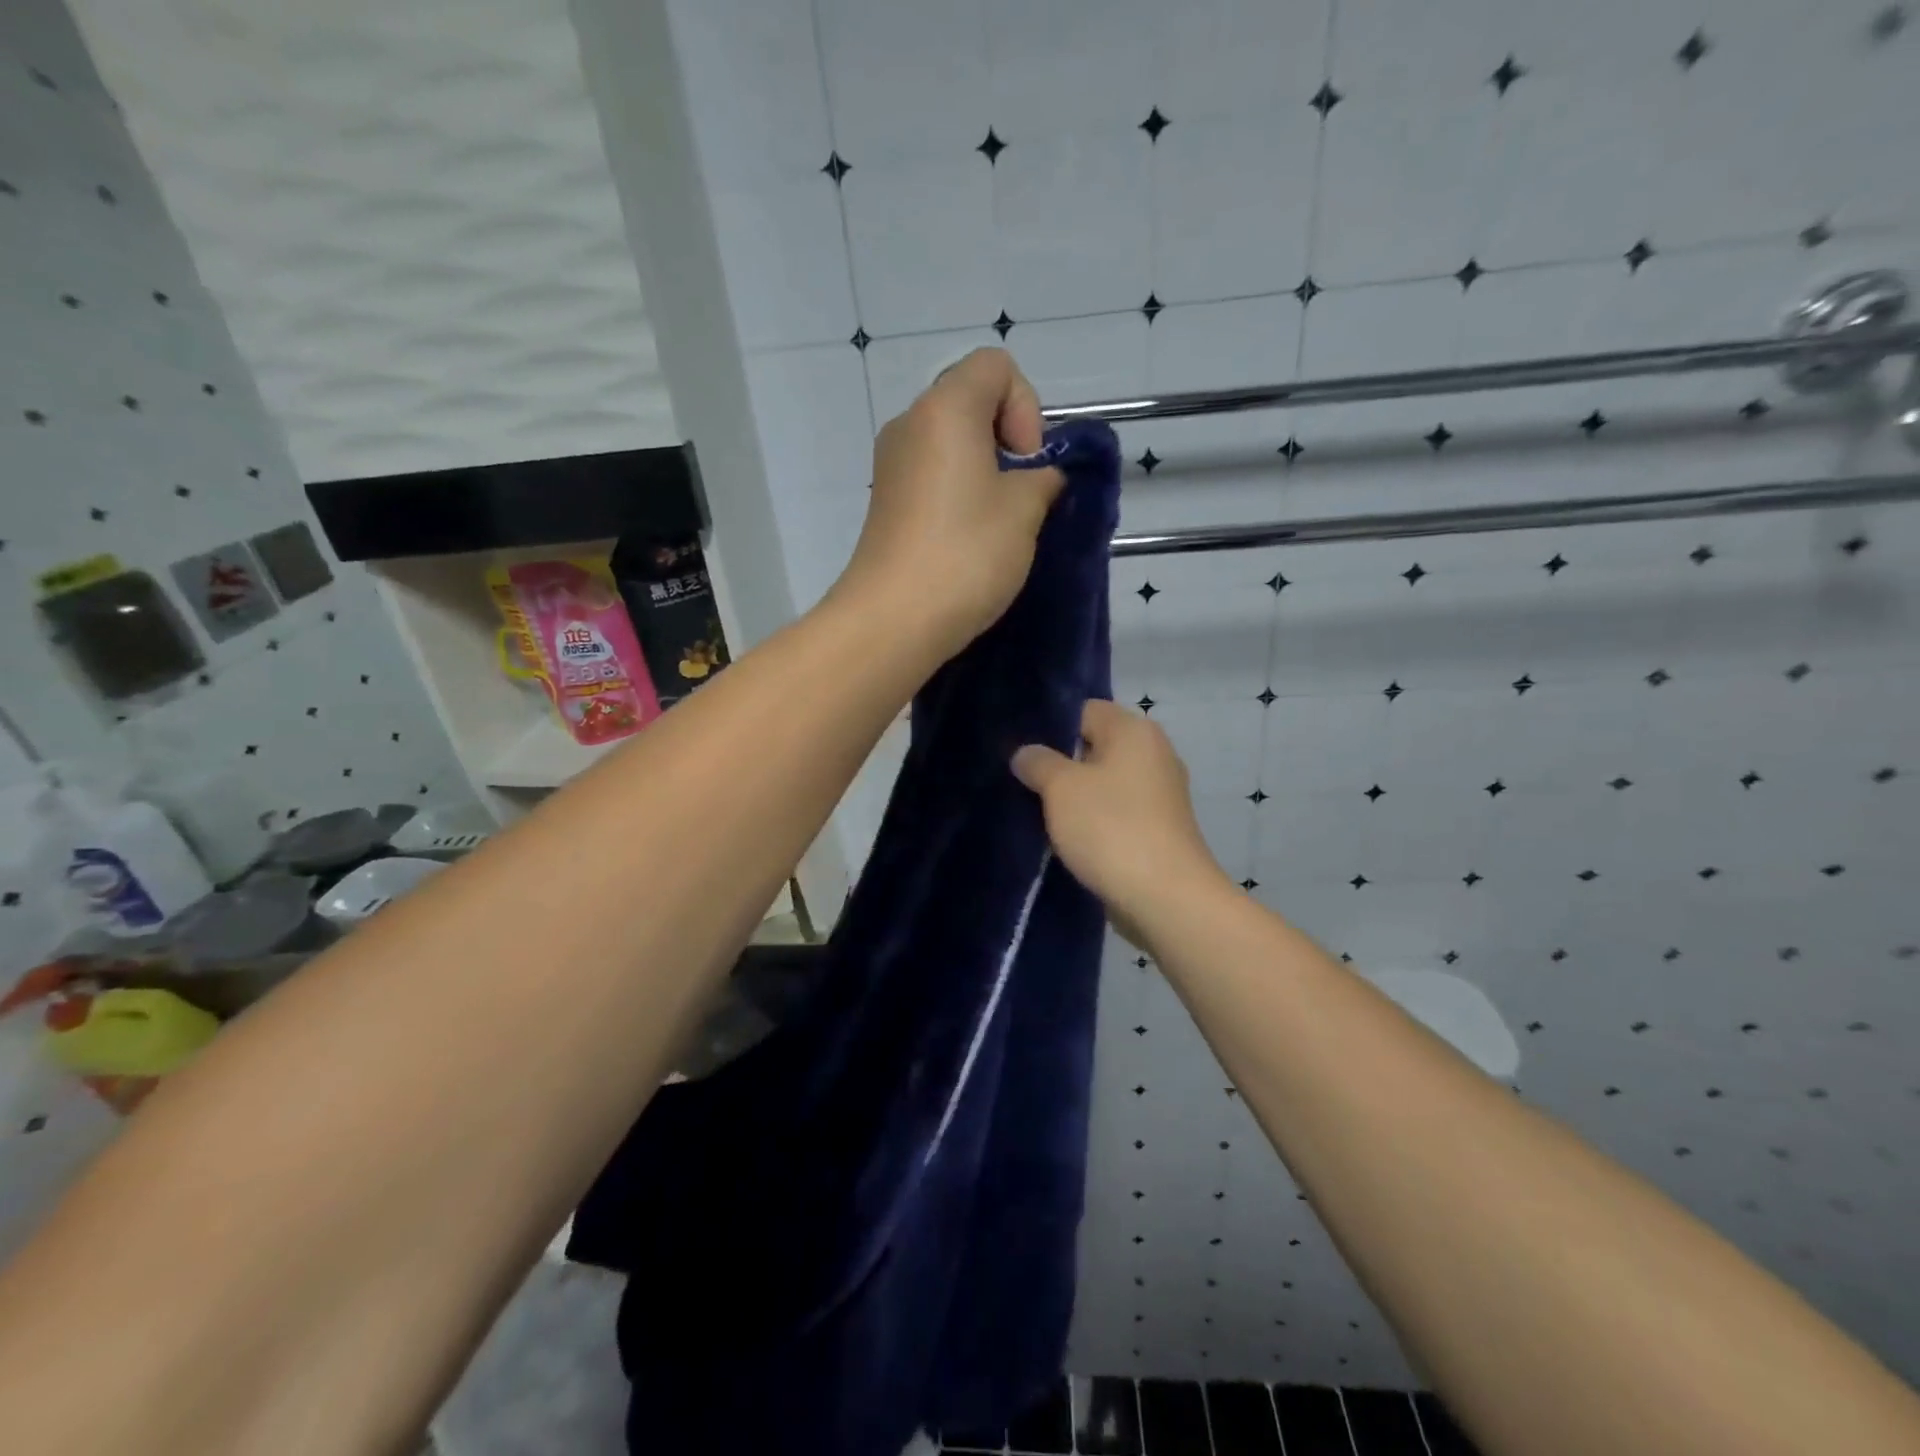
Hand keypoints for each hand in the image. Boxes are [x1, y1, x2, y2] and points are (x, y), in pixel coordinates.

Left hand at [835, 349, 1065, 660]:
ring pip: (951, 445)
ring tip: (998, 524)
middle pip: (970, 403)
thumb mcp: (1024, 511)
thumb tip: (1037, 479)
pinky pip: (932, 478)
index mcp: (944, 408)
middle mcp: (910, 424)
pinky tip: (969, 540)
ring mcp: (891, 466)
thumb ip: (1042, 480)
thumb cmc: (965, 554)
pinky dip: (958, 494)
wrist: (893, 619)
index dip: (1025, 406)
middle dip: (1007, 441)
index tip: (1027, 463)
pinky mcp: (885, 503)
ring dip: (984, 473)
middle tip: (1020, 495)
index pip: (995, 367)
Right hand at [1011, 700, 1229, 922]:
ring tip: (1034, 810)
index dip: (1049, 727)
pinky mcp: (1157, 829)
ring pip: (1103, 783)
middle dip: (1058, 764)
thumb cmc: (1111, 828)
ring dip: (1073, 797)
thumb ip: (1038, 763)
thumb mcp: (1061, 788)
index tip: (1018, 749)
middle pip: (1094, 747)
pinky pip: (1115, 812)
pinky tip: (1064, 837)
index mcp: (1134, 731)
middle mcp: (1153, 754)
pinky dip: (1092, 821)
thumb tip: (1026, 753)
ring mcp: (1159, 794)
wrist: (1165, 898)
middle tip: (1020, 781)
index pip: (1084, 711)